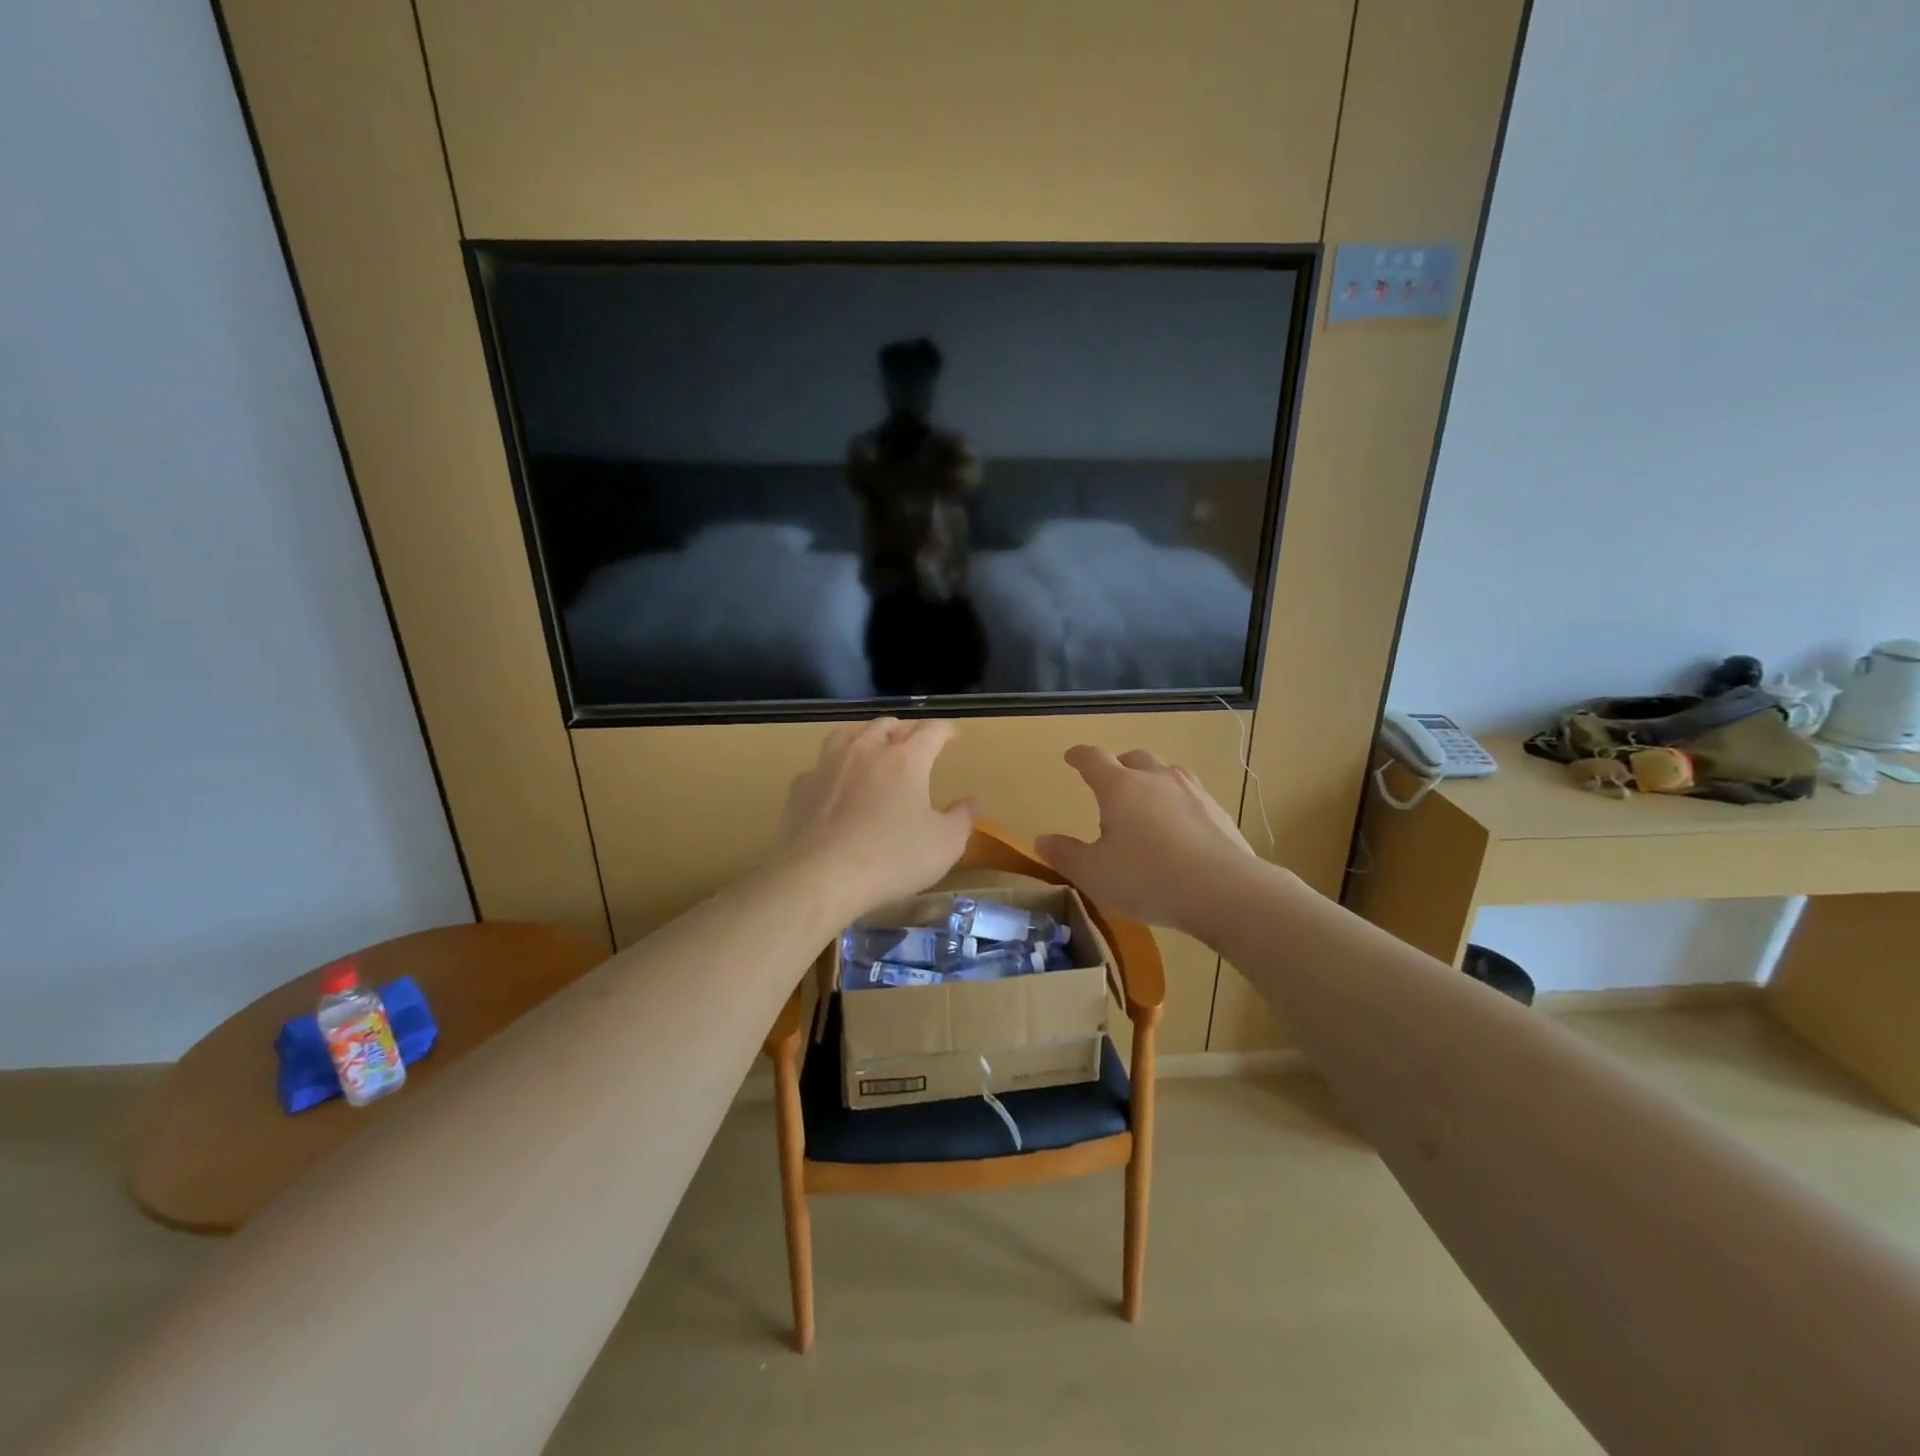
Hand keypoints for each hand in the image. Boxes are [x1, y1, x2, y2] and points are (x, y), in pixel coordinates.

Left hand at [780, 718, 974, 919]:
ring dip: (865, 738)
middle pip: (887, 725)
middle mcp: (866, 750)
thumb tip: (970, 801)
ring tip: (871, 750)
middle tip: (913, 743)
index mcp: (906, 759)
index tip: (952, 737)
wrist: (820, 876)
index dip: (945, 731)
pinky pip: (821, 766)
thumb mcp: (944, 846)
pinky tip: (835, 785)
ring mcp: (829, 764)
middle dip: (904, 730)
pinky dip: (833, 769)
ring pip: (848, 734)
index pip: (931, 731)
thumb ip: (962, 819)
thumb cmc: (892, 859)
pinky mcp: (802, 786)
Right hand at [1037, 747, 1254, 934]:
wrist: (1224, 891)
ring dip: (1152, 780)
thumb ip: (1066, 855)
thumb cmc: (1147, 878)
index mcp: (1120, 787)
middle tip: (1110, 783)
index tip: (1071, 756)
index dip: (1079, 756)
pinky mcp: (1218, 812)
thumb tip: (1042, 840)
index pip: (1094, 759)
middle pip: (1134, 759)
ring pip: (1167, 772)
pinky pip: (1191, 796)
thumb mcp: (1094, 874)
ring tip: (1146, 801)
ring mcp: (1192, 792)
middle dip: (1119, 766)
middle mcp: (1156, 779)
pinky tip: (1179, 827)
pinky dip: (1177, 803)